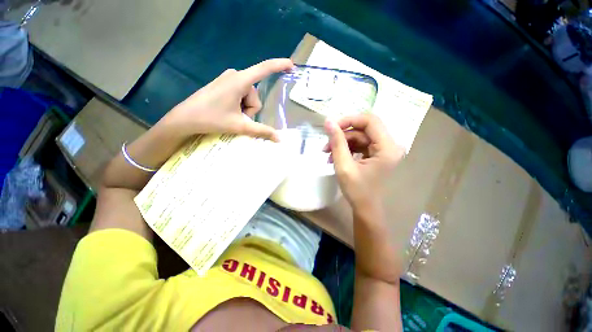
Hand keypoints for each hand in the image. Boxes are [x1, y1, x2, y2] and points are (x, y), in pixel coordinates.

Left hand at [164, 58, 293, 140]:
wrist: (185, 118)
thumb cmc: (212, 119)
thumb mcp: (240, 126)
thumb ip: (262, 131)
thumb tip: (280, 139)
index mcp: (240, 81)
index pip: (264, 69)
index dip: (278, 66)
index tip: (291, 65)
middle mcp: (235, 75)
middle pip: (255, 96)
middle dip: (250, 110)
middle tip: (236, 117)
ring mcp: (229, 78)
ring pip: (248, 97)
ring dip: (244, 109)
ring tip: (231, 115)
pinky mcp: (224, 83)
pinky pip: (241, 94)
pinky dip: (239, 105)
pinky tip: (227, 110)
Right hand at [324, 114, 403, 211]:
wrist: (365, 207)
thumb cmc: (356, 190)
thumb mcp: (343, 165)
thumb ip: (336, 142)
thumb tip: (328, 121)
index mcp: (387, 147)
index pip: (370, 121)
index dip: (349, 120)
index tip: (331, 127)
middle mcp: (390, 145)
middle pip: (364, 128)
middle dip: (343, 134)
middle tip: (327, 144)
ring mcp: (384, 149)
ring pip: (360, 136)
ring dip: (342, 142)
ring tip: (327, 153)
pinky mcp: (377, 153)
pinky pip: (360, 144)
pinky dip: (347, 148)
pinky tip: (335, 156)